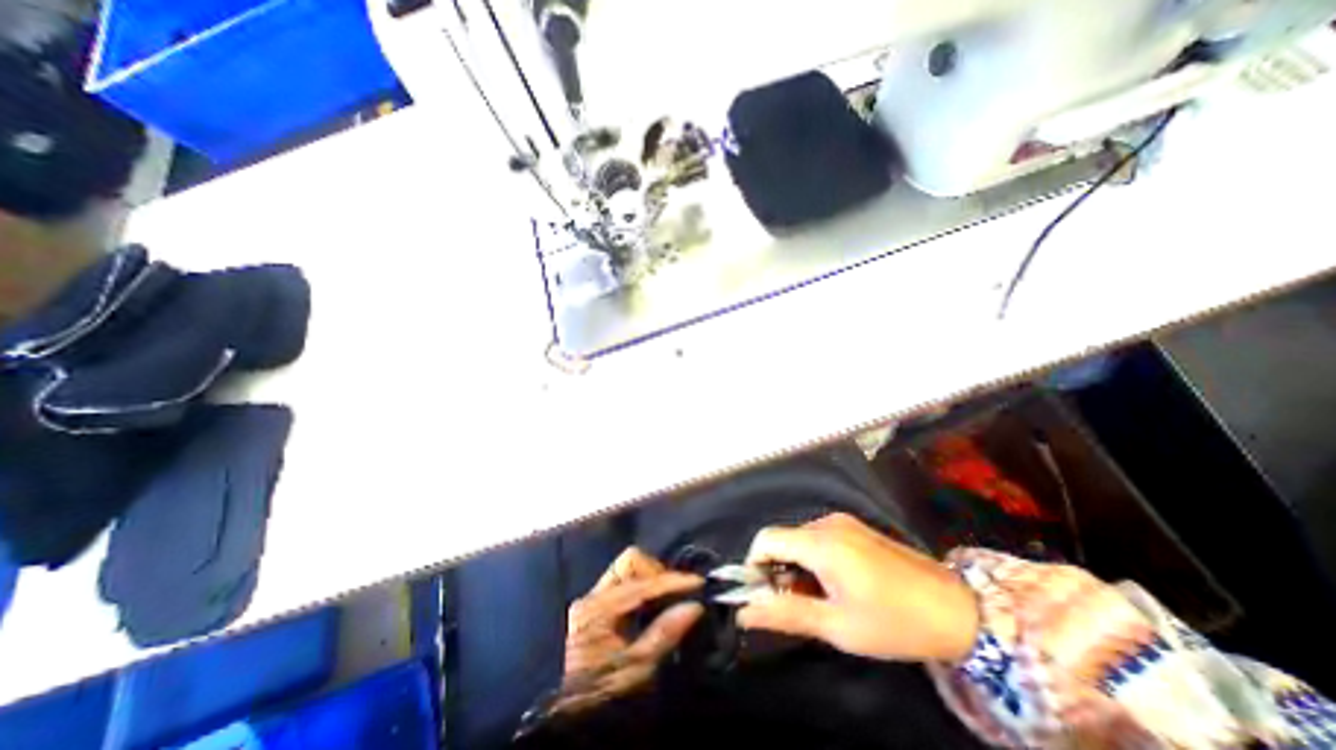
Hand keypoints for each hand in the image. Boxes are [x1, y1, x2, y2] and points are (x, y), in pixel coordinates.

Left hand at [553, 548, 701, 712]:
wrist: (570, 717)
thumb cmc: (602, 694)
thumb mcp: (636, 670)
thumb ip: (664, 634)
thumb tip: (694, 606)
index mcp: (598, 609)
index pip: (642, 583)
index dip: (673, 581)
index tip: (699, 583)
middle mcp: (593, 595)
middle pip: (630, 562)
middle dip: (657, 572)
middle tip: (676, 593)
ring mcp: (593, 599)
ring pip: (627, 569)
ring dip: (650, 578)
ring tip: (669, 599)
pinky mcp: (596, 606)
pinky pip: (624, 583)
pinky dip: (642, 588)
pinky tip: (654, 606)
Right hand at [735, 512, 978, 665]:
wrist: (957, 610)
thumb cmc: (894, 623)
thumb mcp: (837, 626)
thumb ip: (785, 614)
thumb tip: (744, 614)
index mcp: (820, 542)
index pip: (766, 539)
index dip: (754, 565)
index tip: (762, 595)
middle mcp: (827, 523)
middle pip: (783, 539)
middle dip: (778, 570)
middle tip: (794, 605)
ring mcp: (844, 522)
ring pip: (800, 539)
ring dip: (797, 566)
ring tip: (819, 599)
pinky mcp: (855, 527)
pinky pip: (819, 537)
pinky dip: (814, 558)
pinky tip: (835, 584)